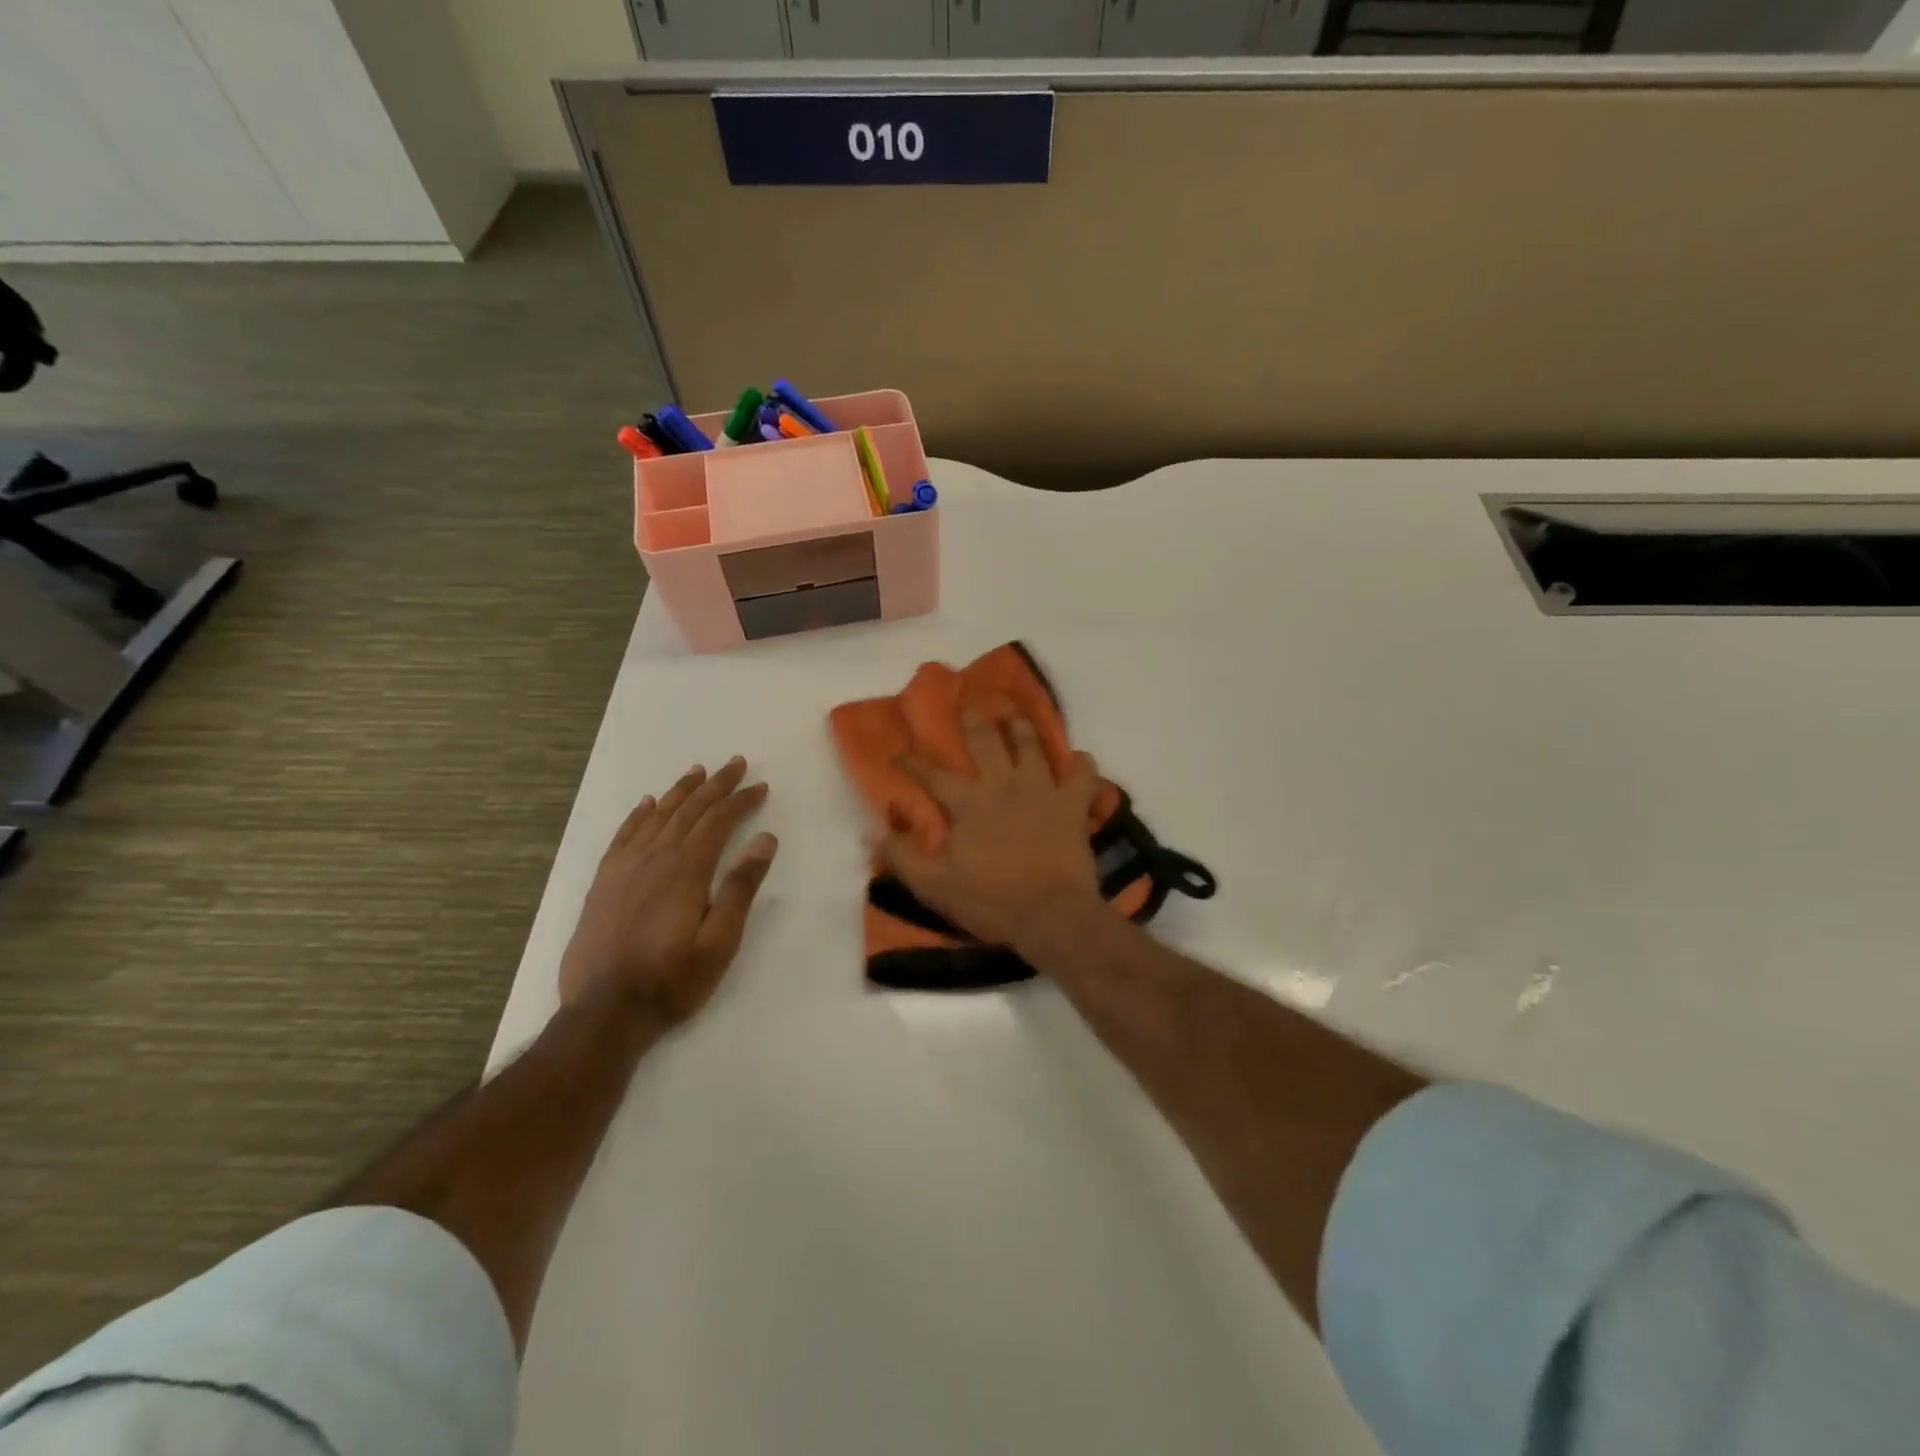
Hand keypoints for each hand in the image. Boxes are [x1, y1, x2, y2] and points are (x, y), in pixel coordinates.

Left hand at [559, 757, 776, 1026]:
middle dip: (716, 785)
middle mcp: (654, 857)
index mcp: (686, 869)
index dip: (740, 800)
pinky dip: (639, 815)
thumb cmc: (673, 980)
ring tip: (697, 772)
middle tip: (736, 764)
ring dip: (680, 792)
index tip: (760, 787)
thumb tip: (765, 839)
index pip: (718, 821)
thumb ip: (741, 887)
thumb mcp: (721, 941)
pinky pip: (623, 835)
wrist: (605, 1012)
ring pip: (657, 816)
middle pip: (689, 810)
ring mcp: (624, 867)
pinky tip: (647, 804)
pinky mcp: (603, 882)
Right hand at [877, 711, 1103, 950]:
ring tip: (1016, 713)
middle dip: (975, 720)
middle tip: (972, 703)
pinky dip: (1083, 764)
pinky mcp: (1073, 805)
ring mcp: (1042, 790)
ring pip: (1032, 746)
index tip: (899, 754)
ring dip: (1023, 727)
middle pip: (987, 741)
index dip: (913, 763)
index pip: (933, 775)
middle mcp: (1004, 784)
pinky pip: (1084, 775)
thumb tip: (874, 833)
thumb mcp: (935, 886)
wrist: (1052, 915)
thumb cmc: (991, 900)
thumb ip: (903, 857)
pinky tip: (1080, 759)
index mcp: (968, 803)